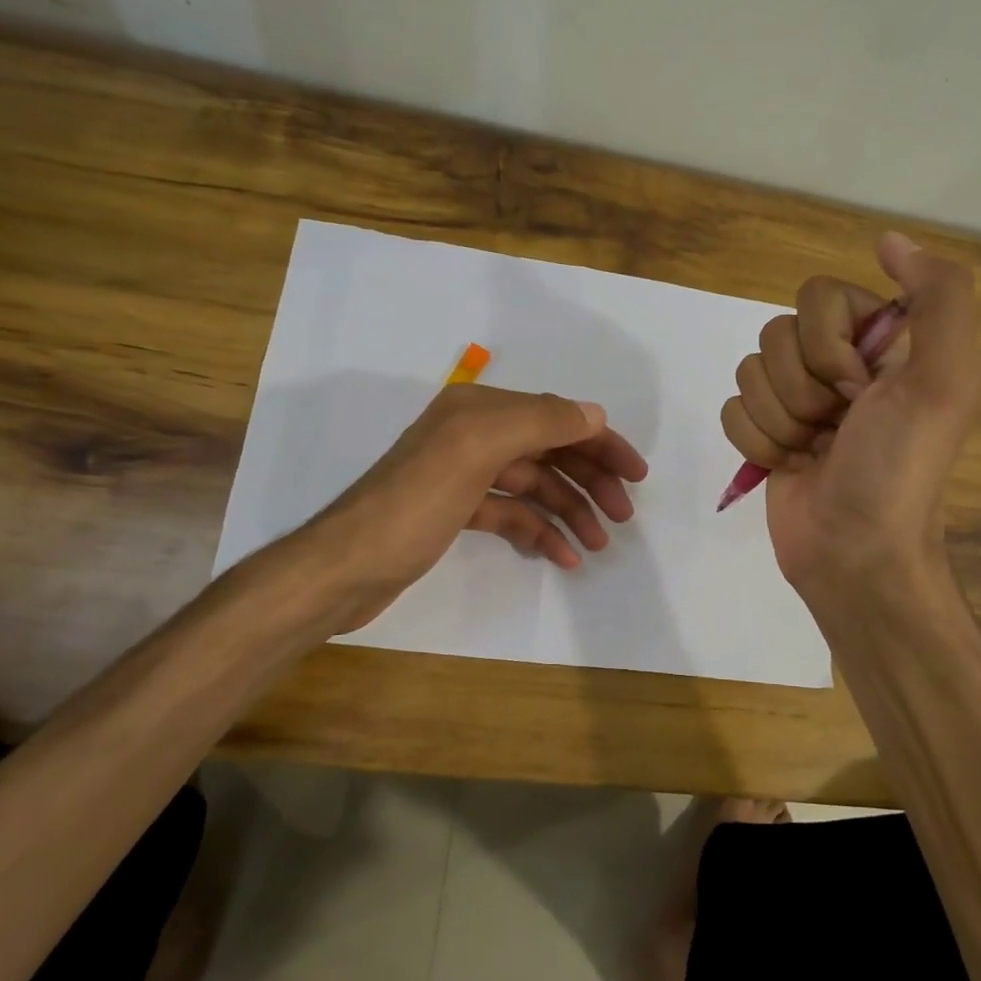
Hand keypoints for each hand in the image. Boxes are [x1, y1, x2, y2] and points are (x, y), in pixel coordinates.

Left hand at [260, 382, 647, 633]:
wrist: (344, 569)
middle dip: (589, 481)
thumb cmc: (413, 506)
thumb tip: (593, 414)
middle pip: (548, 451)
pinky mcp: (456, 512)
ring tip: (597, 545)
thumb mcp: (475, 451)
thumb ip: (538, 423)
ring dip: (568, 511)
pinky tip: (560, 556)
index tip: (636, 476)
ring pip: (533, 486)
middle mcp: (473, 435)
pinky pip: (511, 514)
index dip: (599, 442)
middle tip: (621, 517)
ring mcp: (463, 475)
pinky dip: (538, 531)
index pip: (555, 418)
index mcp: (478, 411)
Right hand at [720, 232, 980, 607]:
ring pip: (750, 372)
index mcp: (880, 343)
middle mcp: (837, 364)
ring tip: (814, 453)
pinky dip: (757, 443)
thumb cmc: (898, 468)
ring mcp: (797, 400)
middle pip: (776, 334)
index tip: (859, 389)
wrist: (855, 553)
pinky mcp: (765, 433)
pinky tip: (788, 466)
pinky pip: (732, 409)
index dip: (828, 345)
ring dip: (781, 422)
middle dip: (802, 391)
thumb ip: (937, 298)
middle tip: (837, 428)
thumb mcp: (944, 380)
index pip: (818, 295)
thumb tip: (890, 239)